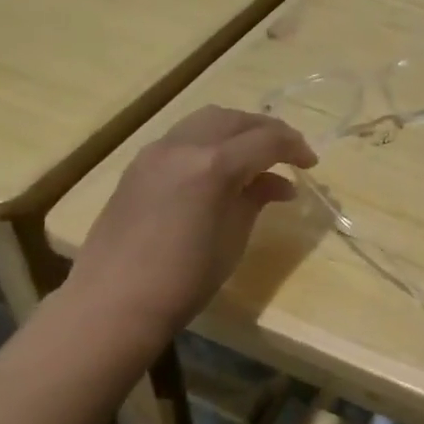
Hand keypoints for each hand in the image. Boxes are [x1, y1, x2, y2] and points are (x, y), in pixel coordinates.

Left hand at [65, 106, 316, 338]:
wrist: (112, 303)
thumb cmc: (183, 280)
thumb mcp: (232, 239)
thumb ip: (255, 200)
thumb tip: (278, 184)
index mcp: (213, 165)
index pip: (266, 140)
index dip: (295, 147)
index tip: (311, 163)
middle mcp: (184, 145)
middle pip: (236, 119)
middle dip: (267, 131)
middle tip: (289, 153)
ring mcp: (156, 151)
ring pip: (206, 120)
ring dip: (237, 130)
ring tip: (255, 155)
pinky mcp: (138, 165)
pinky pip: (183, 137)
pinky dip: (209, 141)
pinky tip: (219, 168)